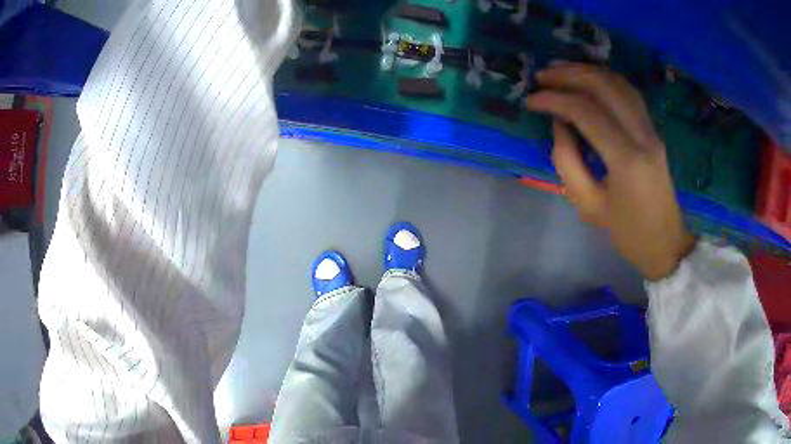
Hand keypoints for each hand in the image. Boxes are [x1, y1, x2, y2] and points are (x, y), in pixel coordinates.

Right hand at [525, 63, 694, 280]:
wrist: (666, 243)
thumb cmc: (627, 232)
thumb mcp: (589, 206)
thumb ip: (568, 161)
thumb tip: (558, 124)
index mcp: (626, 159)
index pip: (585, 111)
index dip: (553, 99)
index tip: (530, 100)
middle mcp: (642, 135)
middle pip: (603, 86)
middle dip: (568, 75)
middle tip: (541, 76)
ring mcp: (651, 129)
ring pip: (618, 83)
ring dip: (586, 71)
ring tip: (560, 71)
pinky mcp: (653, 130)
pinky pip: (629, 93)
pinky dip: (605, 79)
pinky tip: (588, 80)